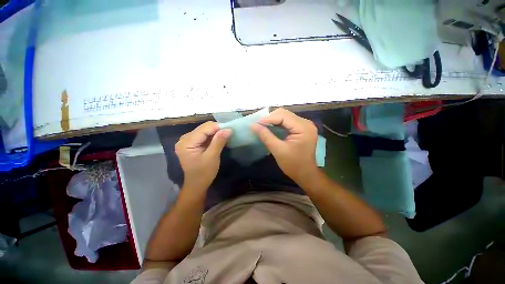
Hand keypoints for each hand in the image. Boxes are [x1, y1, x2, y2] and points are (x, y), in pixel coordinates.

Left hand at [175, 122, 231, 189]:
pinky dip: (213, 136)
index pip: (204, 129)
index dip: (218, 127)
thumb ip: (219, 142)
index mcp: (186, 143)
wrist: (197, 184)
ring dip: (216, 133)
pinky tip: (219, 140)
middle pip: (204, 128)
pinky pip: (204, 135)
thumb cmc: (204, 173)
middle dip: (217, 130)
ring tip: (225, 137)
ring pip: (205, 130)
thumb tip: (228, 129)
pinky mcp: (192, 143)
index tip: (230, 130)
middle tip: (228, 134)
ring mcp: (188, 140)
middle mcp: (184, 139)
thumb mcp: (212, 157)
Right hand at [251, 108, 318, 185]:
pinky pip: (287, 122)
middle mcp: (306, 123)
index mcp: (303, 127)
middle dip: (270, 118)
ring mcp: (304, 125)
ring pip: (285, 116)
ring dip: (273, 120)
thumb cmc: (293, 164)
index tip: (256, 123)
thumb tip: (253, 125)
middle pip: (285, 114)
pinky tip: (270, 128)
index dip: (268, 118)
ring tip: (262, 126)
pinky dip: (277, 124)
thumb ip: (265, 136)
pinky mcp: (302, 129)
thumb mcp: (278, 150)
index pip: (283, 116)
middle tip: (259, 125)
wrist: (305, 174)